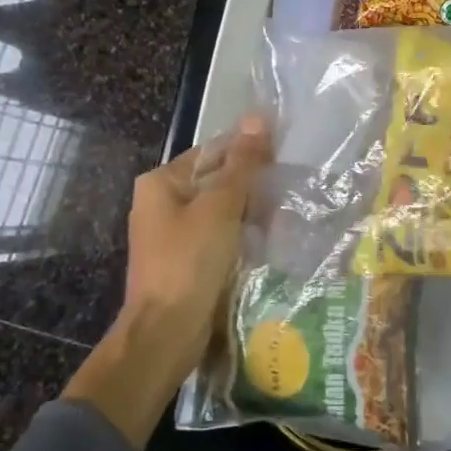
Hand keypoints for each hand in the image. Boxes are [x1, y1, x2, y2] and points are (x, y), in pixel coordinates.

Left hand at [63, 115, 271, 446]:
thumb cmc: (190, 261)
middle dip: (251, 184)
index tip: (283, 153)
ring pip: (220, 210)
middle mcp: (161, 204)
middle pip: (215, 180)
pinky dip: (240, 235)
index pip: (212, 151)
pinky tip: (267, 239)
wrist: (166, 332)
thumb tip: (258, 118)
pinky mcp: (186, 261)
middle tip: (289, 186)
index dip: (247, 150)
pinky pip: (218, 237)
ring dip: (249, 211)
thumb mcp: (220, 206)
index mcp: (161, 182)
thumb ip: (242, 163)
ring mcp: (172, 235)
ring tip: (286, 212)